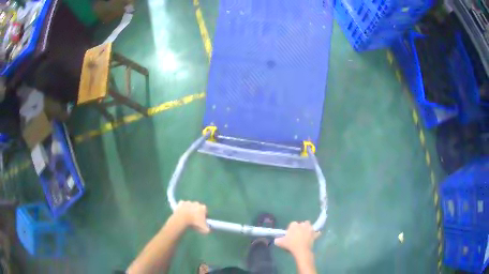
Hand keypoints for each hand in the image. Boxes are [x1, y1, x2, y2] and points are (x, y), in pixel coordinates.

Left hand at [173, 201, 209, 233]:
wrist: (182, 219)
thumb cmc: (194, 223)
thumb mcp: (203, 228)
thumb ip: (208, 229)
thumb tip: (208, 230)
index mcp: (203, 208)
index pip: (205, 212)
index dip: (204, 217)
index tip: (201, 222)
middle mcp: (196, 203)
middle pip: (198, 208)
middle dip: (196, 213)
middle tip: (194, 220)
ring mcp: (188, 202)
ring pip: (190, 206)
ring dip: (189, 210)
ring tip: (187, 218)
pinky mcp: (181, 202)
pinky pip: (182, 205)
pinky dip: (182, 208)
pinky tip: (182, 213)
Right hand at [274, 221, 319, 256]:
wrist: (301, 250)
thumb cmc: (291, 245)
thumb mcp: (280, 243)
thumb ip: (277, 240)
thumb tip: (276, 239)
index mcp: (294, 225)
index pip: (292, 224)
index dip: (291, 229)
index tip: (290, 235)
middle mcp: (303, 225)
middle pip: (302, 223)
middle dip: (300, 227)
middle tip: (297, 234)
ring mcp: (310, 229)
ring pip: (309, 226)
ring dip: (308, 228)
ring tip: (305, 234)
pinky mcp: (315, 234)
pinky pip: (316, 232)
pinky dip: (315, 234)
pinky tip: (313, 237)